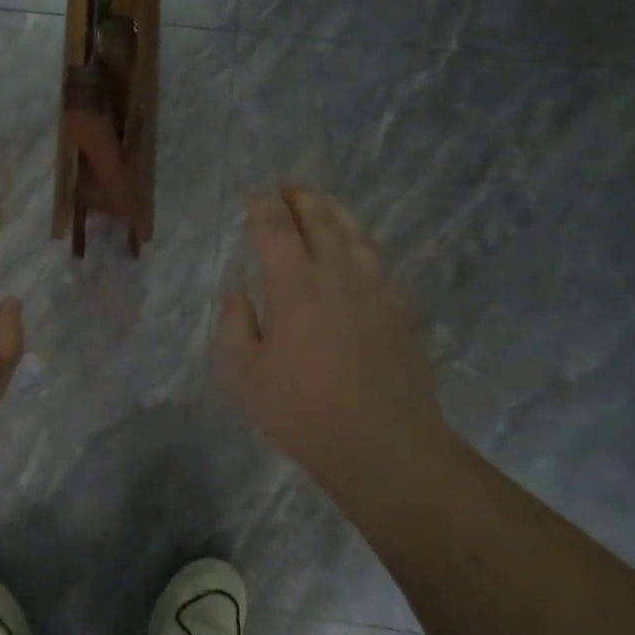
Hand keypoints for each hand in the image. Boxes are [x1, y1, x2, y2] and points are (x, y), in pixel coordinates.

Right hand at [220, 187, 453, 486]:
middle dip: (302, 198)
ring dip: (335, 213)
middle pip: (321, 220)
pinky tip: (357, 253)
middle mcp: (337, 275)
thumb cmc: (302, 411)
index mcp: (294, 285)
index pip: (276, 228)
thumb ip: (234, 324)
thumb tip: (237, 292)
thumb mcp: (243, 374)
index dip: (264, 207)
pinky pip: (378, 261)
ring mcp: (375, 290)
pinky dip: (361, 244)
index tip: (255, 197)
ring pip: (356, 234)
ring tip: (322, 206)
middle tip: (288, 188)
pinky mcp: (400, 310)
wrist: (384, 446)